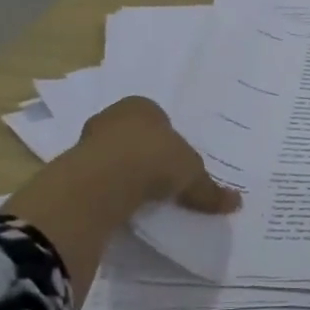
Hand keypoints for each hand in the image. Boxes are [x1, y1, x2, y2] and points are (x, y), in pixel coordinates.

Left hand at [73, 96, 240, 215]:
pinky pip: (98, 175)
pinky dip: (108, 187)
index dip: (168, 139)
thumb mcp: (193, 176)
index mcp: (143, 106)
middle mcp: (114, 115)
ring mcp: (89, 139)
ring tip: (141, 195)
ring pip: (112, 153)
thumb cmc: (156, 160)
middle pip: (133, 134)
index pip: (158, 118)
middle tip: (160, 177)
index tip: (175, 162)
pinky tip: (121, 203)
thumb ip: (211, 190)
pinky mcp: (72, 165)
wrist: (106, 180)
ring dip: (123, 171)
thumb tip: (237, 203)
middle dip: (144, 153)